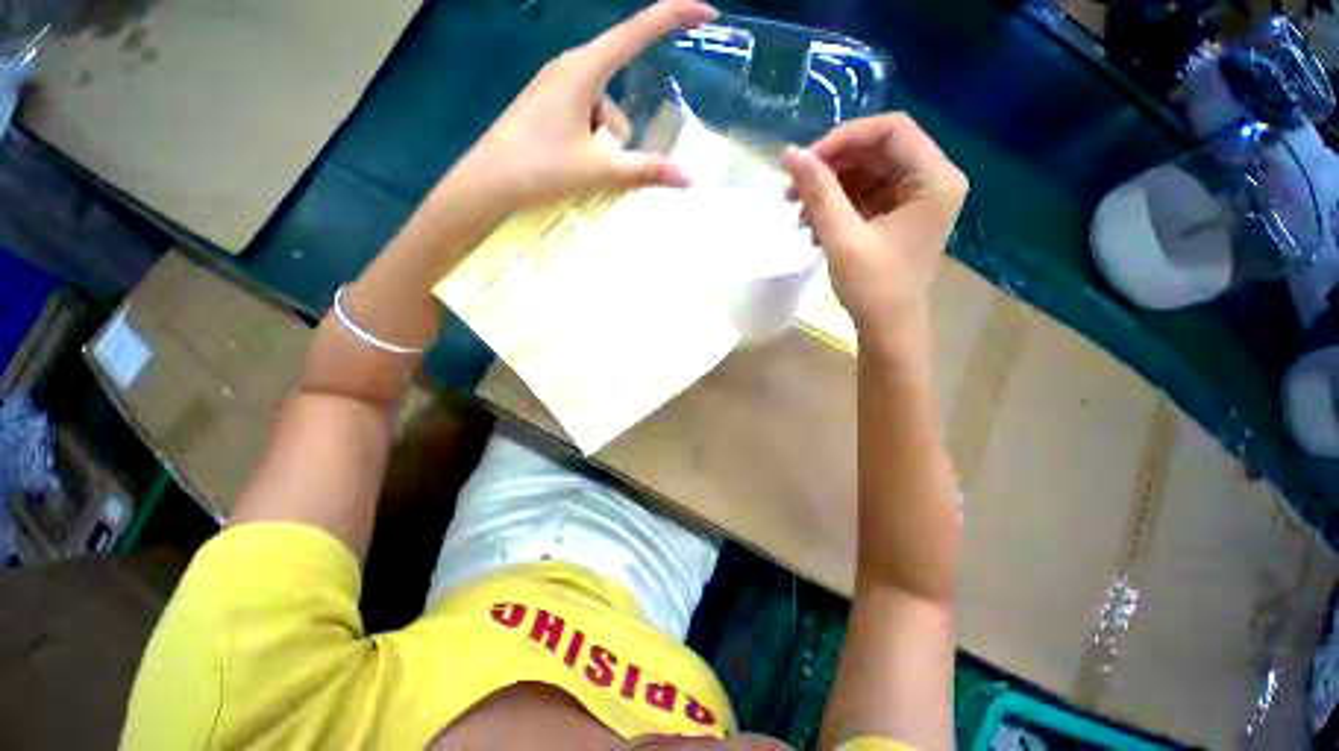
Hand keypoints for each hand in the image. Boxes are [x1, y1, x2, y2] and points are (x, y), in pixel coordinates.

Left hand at [444, 0, 717, 211]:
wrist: (488, 183)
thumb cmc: (541, 168)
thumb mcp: (600, 171)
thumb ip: (645, 171)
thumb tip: (687, 178)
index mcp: (583, 69)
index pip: (638, 32)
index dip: (675, 17)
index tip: (707, 13)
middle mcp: (571, 69)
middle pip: (619, 96)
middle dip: (620, 137)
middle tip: (599, 166)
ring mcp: (557, 88)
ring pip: (603, 115)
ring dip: (603, 147)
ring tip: (580, 169)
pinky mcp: (548, 106)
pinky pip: (586, 120)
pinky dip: (589, 145)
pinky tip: (571, 164)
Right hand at [783, 114, 966, 359]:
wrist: (887, 329)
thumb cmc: (873, 287)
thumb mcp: (842, 237)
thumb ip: (818, 192)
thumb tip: (789, 153)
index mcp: (935, 179)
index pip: (891, 129)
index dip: (845, 138)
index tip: (806, 163)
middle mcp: (931, 179)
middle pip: (876, 150)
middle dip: (831, 167)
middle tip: (793, 191)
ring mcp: (915, 197)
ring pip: (866, 172)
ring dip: (829, 189)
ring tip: (799, 216)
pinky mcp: (897, 215)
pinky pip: (864, 194)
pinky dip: (836, 205)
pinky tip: (814, 226)